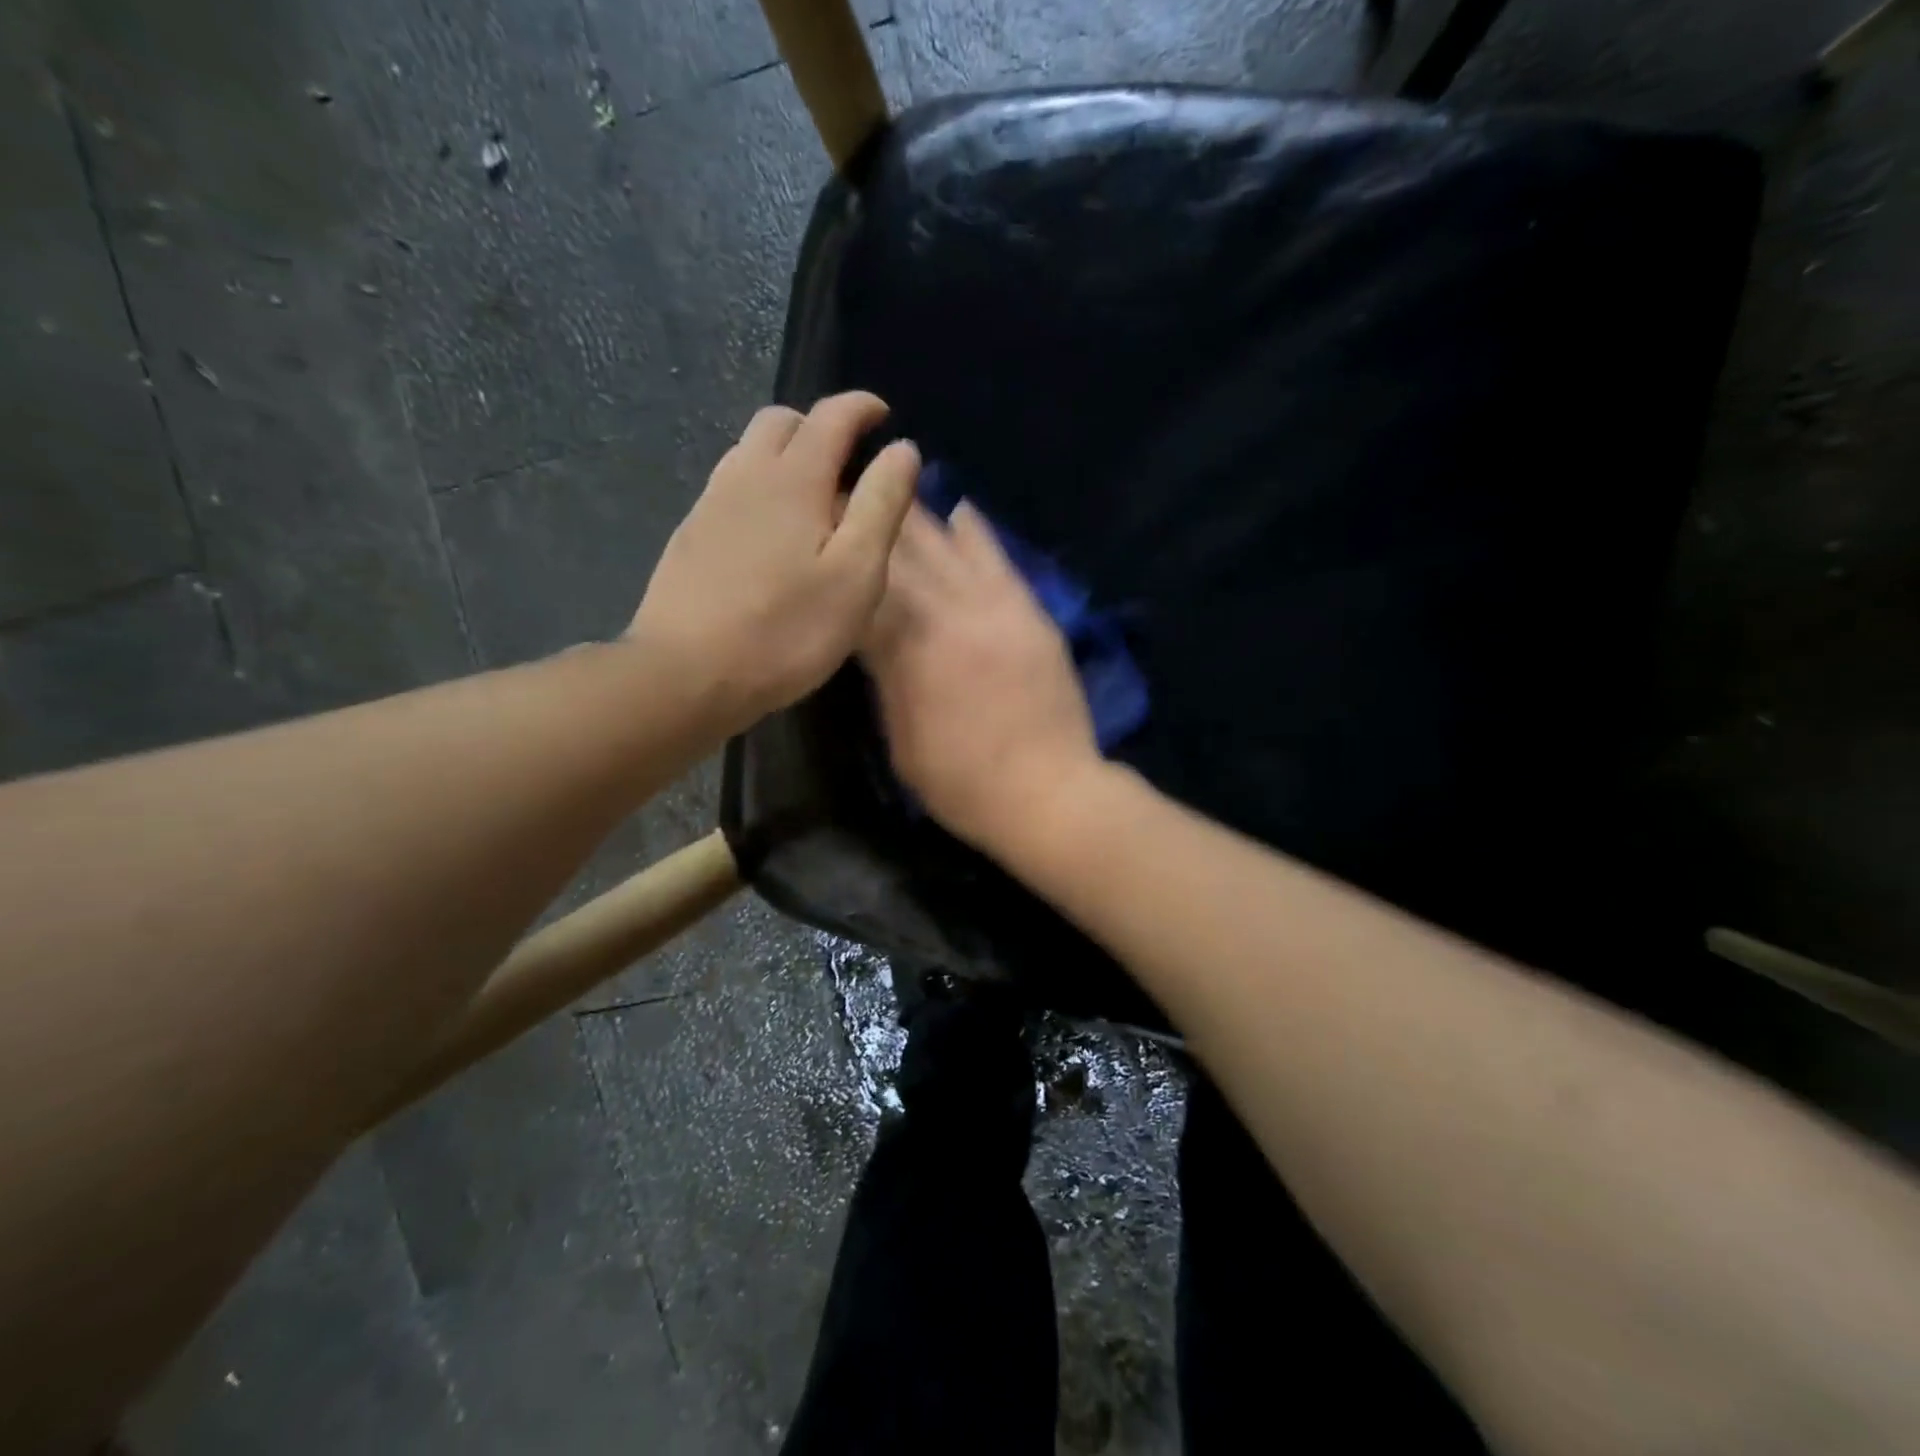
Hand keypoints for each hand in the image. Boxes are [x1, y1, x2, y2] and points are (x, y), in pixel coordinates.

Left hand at [630, 392, 919, 729]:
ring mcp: (710, 504)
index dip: (862, 407)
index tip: (884, 416)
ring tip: (813, 496)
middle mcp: (746, 476)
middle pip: (780, 421)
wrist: (687, 674)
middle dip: (819, 426)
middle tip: (848, 461)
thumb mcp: (855, 574)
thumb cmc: (786, 630)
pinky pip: (730, 486)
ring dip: (785, 454)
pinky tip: (770, 532)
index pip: (831, 417)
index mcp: (794, 479)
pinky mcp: (690, 537)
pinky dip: (759, 486)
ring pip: (748, 452)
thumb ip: (881, 505)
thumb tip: (903, 449)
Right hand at [862, 501, 1101, 852]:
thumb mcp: (901, 739)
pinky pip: (999, 560)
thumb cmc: (961, 783)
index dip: (835, 553)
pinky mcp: (1028, 612)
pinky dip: (976, 533)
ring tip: (891, 484)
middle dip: (867, 519)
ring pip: (945, 547)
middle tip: (843, 491)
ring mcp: (992, 607)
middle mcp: (945, 614)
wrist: (1048, 792)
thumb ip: (885, 679)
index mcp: (904, 650)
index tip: (814, 527)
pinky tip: (960, 508)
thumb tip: (870, 638)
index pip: (859, 586)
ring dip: (915, 515)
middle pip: (898, 553)